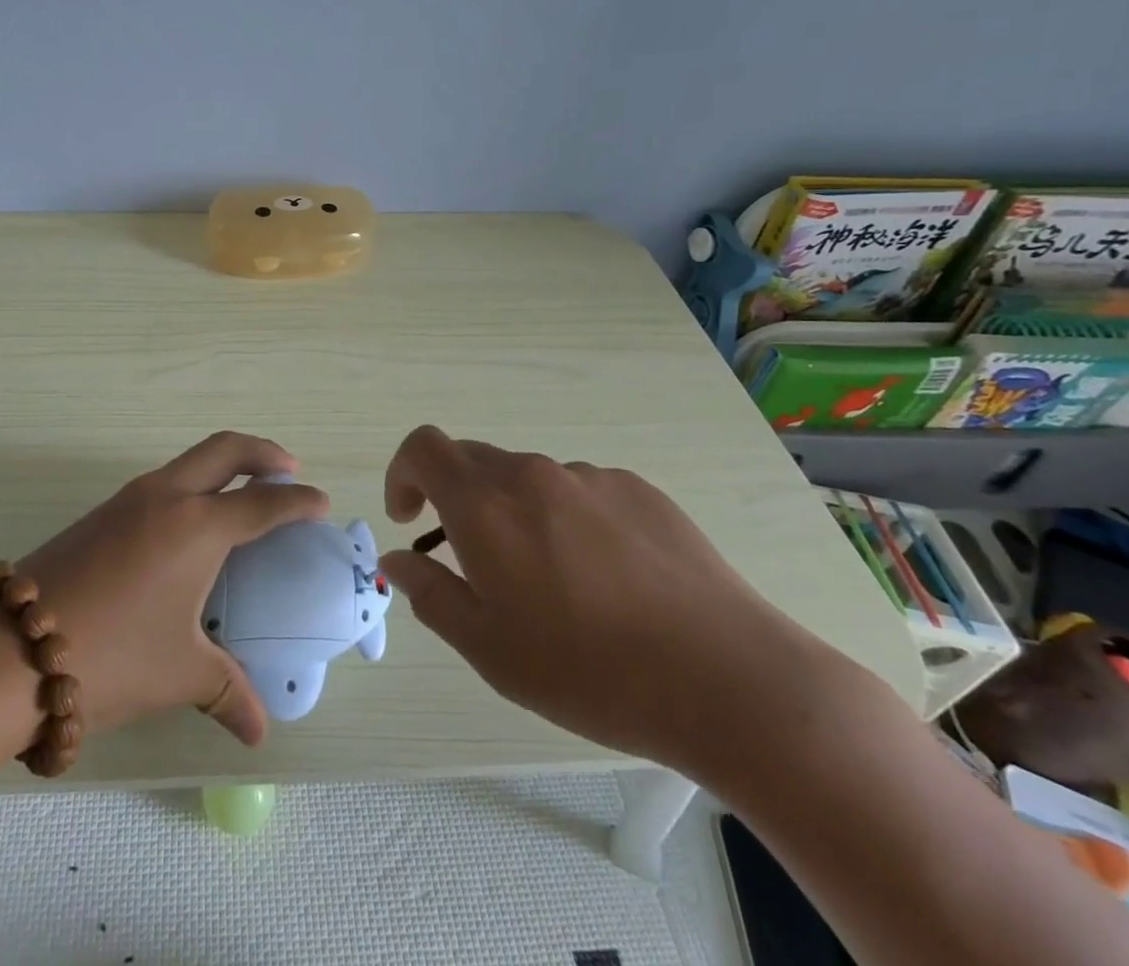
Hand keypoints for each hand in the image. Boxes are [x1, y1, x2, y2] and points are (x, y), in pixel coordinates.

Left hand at [12, 431, 328, 742]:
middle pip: (225, 449)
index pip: (263, 502)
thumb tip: (259, 729)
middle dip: (263, 452)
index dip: (297, 501)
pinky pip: (163, 482)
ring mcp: (129, 499)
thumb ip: (228, 692)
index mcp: (198, 527)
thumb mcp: (179, 674)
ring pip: (189, 461)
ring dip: (223, 466)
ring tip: (243, 494)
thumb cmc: (112, 655)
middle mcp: (167, 497)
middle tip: (288, 470)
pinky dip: (192, 485)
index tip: (320, 503)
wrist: (11, 648)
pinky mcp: (102, 512)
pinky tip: (190, 526)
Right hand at [376, 426, 873, 780]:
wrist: (729, 680)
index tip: (410, 519)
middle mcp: (533, 474)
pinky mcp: (640, 490)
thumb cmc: (590, 671)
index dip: (403, 473)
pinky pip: (581, 492)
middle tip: (477, 564)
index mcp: (487, 505)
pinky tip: (608, 579)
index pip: (423, 447)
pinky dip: (569, 520)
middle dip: (457, 501)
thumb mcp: (489, 650)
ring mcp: (591, 478)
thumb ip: (430, 594)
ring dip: (517, 514)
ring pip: (529, 480)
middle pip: (473, 462)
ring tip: (554, 584)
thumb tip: (399, 558)